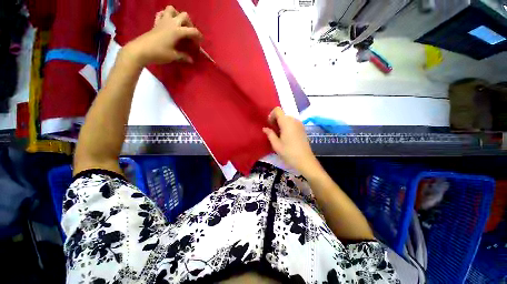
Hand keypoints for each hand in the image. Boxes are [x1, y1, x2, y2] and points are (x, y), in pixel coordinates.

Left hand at [123, 6, 202, 65]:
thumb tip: (191, 60)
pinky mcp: (156, 23)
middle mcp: (171, 23)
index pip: (192, 31)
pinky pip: (161, 14)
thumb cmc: (159, 53)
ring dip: (177, 15)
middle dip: (190, 23)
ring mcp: (162, 21)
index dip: (198, 36)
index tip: (200, 42)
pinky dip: (166, 16)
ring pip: (171, 10)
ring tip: (179, 25)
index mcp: (177, 31)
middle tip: (190, 33)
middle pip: (184, 15)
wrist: (141, 50)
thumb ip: (184, 56)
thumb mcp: (174, 56)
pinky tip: (168, 23)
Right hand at [263, 107, 318, 174]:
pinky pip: (293, 123)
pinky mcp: (303, 129)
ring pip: (288, 119)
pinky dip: (287, 126)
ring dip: (282, 124)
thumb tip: (265, 128)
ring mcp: (300, 124)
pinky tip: (287, 136)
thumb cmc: (288, 153)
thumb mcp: (276, 144)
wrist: (305, 161)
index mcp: (286, 122)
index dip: (271, 116)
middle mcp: (294, 120)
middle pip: (282, 115)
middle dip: (276, 121)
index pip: (277, 110)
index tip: (270, 125)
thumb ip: (270, 134)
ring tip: (280, 135)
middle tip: (273, 132)